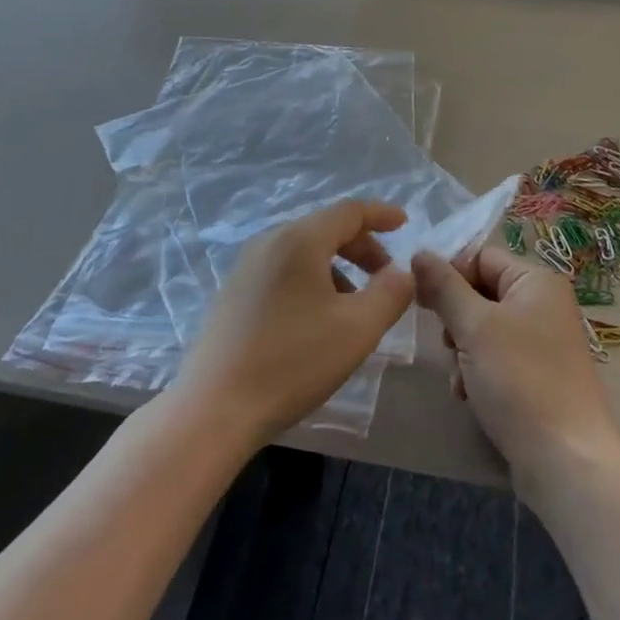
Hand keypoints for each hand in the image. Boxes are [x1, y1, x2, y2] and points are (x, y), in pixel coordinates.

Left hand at [174, 200, 414, 447]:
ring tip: (354, 306)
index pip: (349, 211)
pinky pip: (283, 270)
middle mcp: (269, 241)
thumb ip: (390, 293)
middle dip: (362, 247)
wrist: (214, 409)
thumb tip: (402, 272)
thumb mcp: (357, 329)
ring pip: (303, 251)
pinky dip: (311, 280)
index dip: (381, 214)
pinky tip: (317, 320)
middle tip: (386, 277)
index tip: (404, 224)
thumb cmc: (293, 362)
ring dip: (337, 267)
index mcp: (299, 239)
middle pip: (325, 228)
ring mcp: (245, 266)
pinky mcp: (233, 292)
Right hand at [412, 245, 619, 484]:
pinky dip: (478, 371)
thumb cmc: (519, 380)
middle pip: (481, 292)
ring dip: (463, 350)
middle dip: (456, 319)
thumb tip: (419, 253)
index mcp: (536, 280)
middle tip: (447, 344)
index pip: (481, 257)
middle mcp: (544, 304)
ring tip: (459, 377)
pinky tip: (468, 395)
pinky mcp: (539, 375)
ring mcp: (543, 341)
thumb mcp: (474, 326)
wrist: (565, 460)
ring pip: (484, 328)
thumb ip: (444, 286)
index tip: (423, 301)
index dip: (449, 275)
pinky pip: (497, 358)